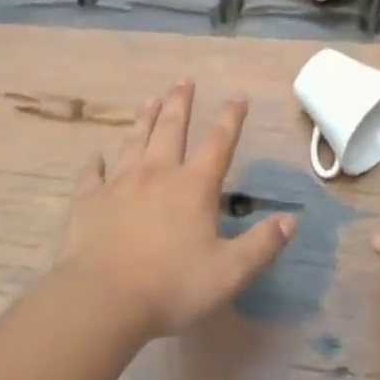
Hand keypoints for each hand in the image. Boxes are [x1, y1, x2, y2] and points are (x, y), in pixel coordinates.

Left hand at [56, 81, 295, 339]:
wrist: (101, 299)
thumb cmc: (171, 286)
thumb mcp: (230, 273)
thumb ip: (262, 245)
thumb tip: (291, 220)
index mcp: (193, 186)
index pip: (218, 143)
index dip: (230, 118)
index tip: (237, 97)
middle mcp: (157, 173)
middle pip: (171, 128)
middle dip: (181, 102)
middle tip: (184, 79)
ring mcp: (119, 183)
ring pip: (135, 141)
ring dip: (145, 119)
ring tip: (151, 99)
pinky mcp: (89, 200)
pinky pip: (93, 175)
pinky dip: (97, 164)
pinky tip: (97, 158)